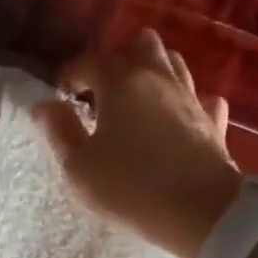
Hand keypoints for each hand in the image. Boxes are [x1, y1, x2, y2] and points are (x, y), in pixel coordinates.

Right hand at [38, 29, 243, 257]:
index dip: (71, 73)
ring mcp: (191, 97)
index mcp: (121, 82)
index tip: (61, 94)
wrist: (201, 212)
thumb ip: (59, 130)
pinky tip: (176, 118)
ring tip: (133, 102)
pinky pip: (200, 97)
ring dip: (151, 73)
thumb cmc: (130, 187)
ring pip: (172, 63)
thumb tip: (44, 105)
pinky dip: (185, 101)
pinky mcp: (213, 121)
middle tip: (100, 93)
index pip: (90, 60)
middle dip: (117, 62)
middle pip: (140, 45)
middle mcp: (158, 78)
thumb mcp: (78, 166)